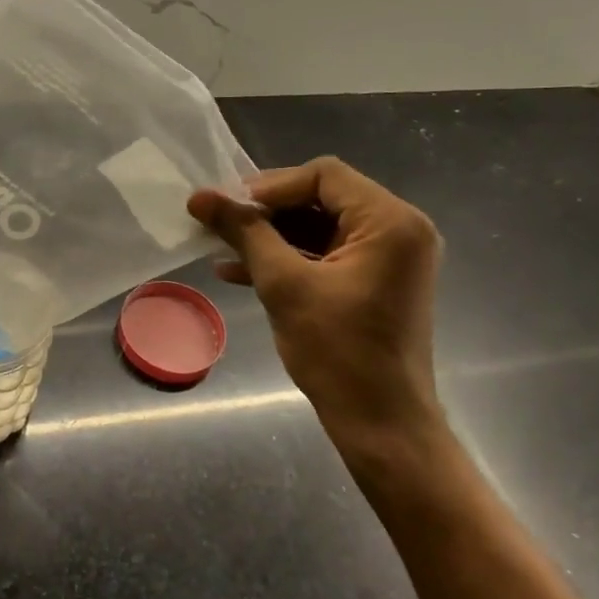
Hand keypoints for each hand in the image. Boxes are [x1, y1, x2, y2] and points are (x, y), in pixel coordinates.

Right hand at [188, 157, 445, 478]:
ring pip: (320, 227)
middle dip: (267, 212)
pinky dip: (289, 259)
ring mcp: (390, 258)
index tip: (227, 206)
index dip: (270, 186)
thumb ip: (244, 233)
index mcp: (390, 221)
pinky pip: (328, 254)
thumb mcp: (283, 284)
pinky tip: (239, 272)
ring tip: (222, 248)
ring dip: (272, 236)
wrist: (381, 423)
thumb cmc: (338, 352)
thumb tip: (199, 196)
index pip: (324, 175)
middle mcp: (399, 230)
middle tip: (221, 224)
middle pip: (323, 198)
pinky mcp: (376, 282)